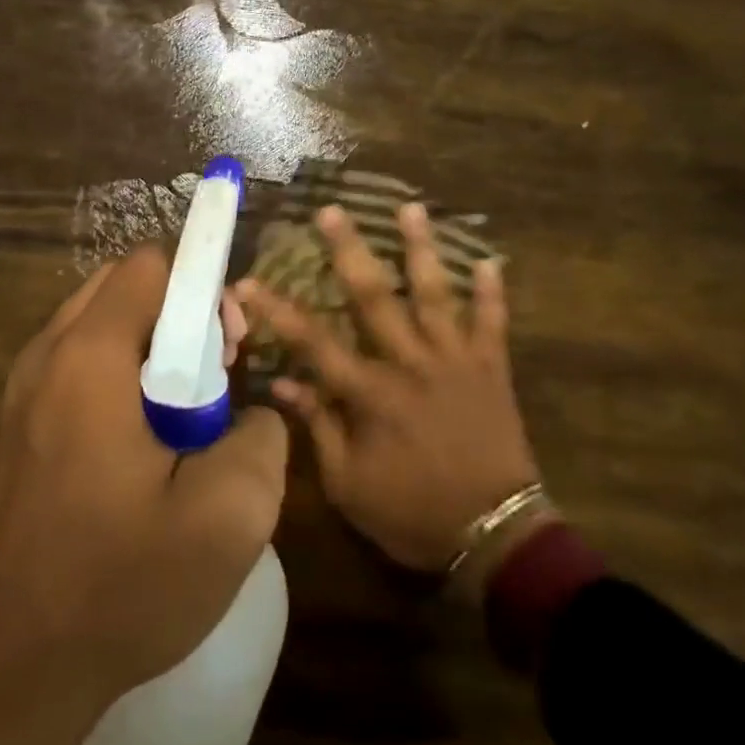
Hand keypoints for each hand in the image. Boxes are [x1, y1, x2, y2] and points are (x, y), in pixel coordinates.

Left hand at [0, 251, 284, 744]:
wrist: (15, 675)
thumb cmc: (121, 587)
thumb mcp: (230, 516)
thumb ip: (262, 435)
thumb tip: (250, 412)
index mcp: (89, 359)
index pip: (151, 264)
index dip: (203, 286)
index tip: (229, 347)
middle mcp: (45, 356)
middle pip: (122, 285)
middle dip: (178, 310)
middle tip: (213, 374)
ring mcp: (20, 391)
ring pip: (97, 323)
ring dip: (148, 342)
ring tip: (182, 411)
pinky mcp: (14, 426)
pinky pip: (74, 363)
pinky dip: (117, 371)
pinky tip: (141, 440)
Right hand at [237, 202, 539, 579]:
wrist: (495, 536)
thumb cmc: (414, 514)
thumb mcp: (350, 486)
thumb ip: (319, 429)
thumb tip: (284, 387)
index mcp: (370, 394)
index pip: (313, 342)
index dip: (277, 310)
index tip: (248, 281)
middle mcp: (409, 363)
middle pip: (373, 297)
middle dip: (348, 251)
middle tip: (332, 210)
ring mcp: (454, 360)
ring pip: (436, 293)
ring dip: (421, 248)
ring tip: (410, 207)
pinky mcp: (490, 368)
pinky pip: (493, 322)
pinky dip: (493, 292)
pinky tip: (491, 259)